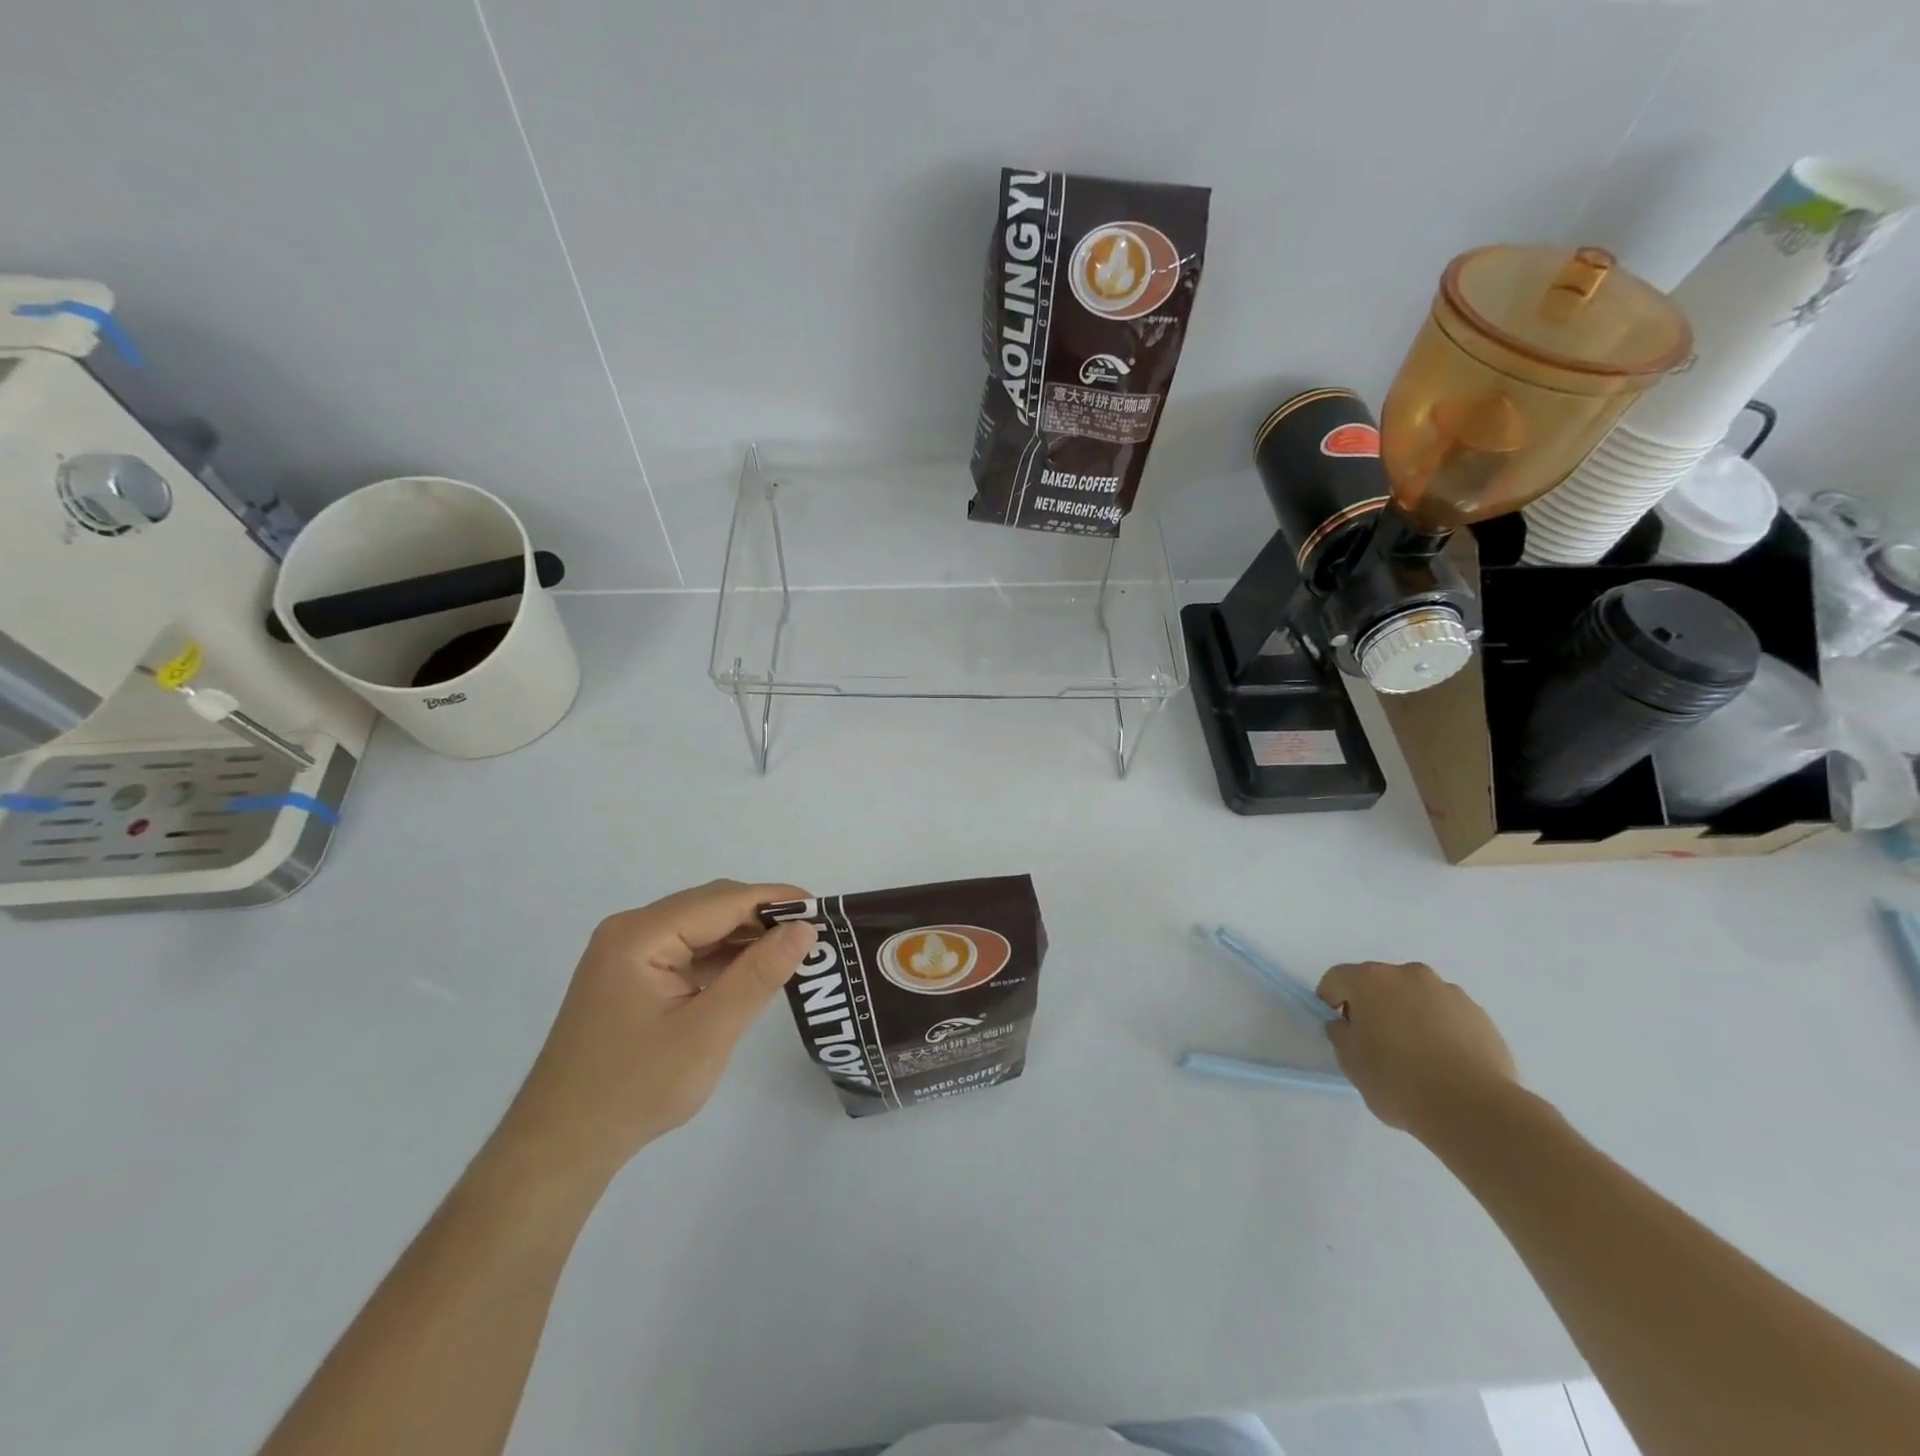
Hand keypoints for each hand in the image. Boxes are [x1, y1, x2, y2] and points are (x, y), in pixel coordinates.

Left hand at [492, 880, 816, 1183]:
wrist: (561, 1148)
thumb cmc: (635, 1089)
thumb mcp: (708, 1032)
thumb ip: (758, 975)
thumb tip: (804, 928)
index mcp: (640, 935)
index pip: (722, 900)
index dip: (775, 900)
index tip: (824, 911)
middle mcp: (631, 931)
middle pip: (710, 906)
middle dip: (762, 917)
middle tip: (813, 937)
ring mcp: (628, 954)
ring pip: (701, 927)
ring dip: (744, 938)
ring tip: (792, 953)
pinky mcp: (631, 977)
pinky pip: (687, 951)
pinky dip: (722, 958)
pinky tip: (751, 973)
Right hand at [1317, 961, 1517, 1139]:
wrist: (1474, 1109)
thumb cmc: (1398, 1081)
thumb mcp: (1350, 1062)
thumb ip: (1341, 1035)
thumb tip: (1346, 1025)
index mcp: (1370, 980)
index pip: (1337, 978)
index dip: (1330, 1000)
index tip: (1338, 1027)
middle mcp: (1408, 975)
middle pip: (1379, 983)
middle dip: (1372, 1005)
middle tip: (1374, 1041)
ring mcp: (1448, 992)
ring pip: (1416, 997)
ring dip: (1408, 1014)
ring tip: (1416, 1054)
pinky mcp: (1480, 1014)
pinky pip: (1447, 1014)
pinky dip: (1440, 1028)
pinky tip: (1444, 1061)